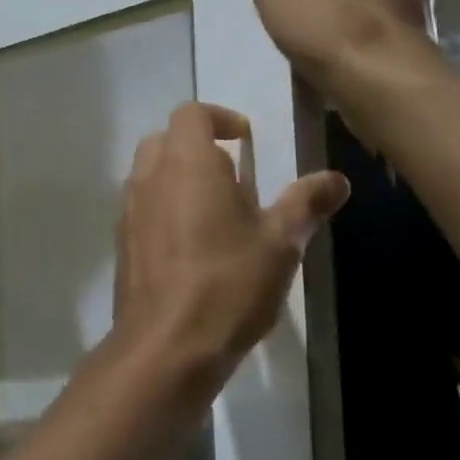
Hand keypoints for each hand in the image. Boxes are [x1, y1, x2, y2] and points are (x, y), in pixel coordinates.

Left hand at [110, 102, 349, 402]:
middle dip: (198, 148)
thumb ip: (305, 203)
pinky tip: (193, 248)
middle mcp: (150, 176)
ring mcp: (129, 209)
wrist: (165, 346)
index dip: (219, 117)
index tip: (245, 141)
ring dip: (180, 179)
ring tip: (218, 215)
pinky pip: (143, 207)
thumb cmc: (228, 284)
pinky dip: (164, 209)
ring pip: (150, 173)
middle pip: (166, 139)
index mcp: (187, 162)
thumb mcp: (280, 243)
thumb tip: (337, 179)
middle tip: (234, 180)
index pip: (191, 113)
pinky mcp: (122, 242)